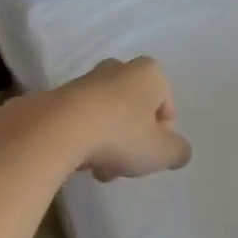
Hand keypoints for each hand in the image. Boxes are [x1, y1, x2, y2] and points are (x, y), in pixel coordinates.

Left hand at [50, 57, 192, 180]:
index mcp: (149, 73)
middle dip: (133, 139)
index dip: (163, 134)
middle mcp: (118, 68)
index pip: (167, 106)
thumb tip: (179, 151)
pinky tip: (80, 161)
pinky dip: (85, 139)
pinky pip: (82, 120)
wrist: (58, 129)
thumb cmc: (121, 135)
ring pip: (109, 117)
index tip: (151, 153)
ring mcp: (86, 80)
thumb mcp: (162, 152)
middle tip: (126, 163)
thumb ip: (178, 152)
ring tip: (100, 169)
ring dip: (109, 143)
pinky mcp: (59, 95)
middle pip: (135, 111)